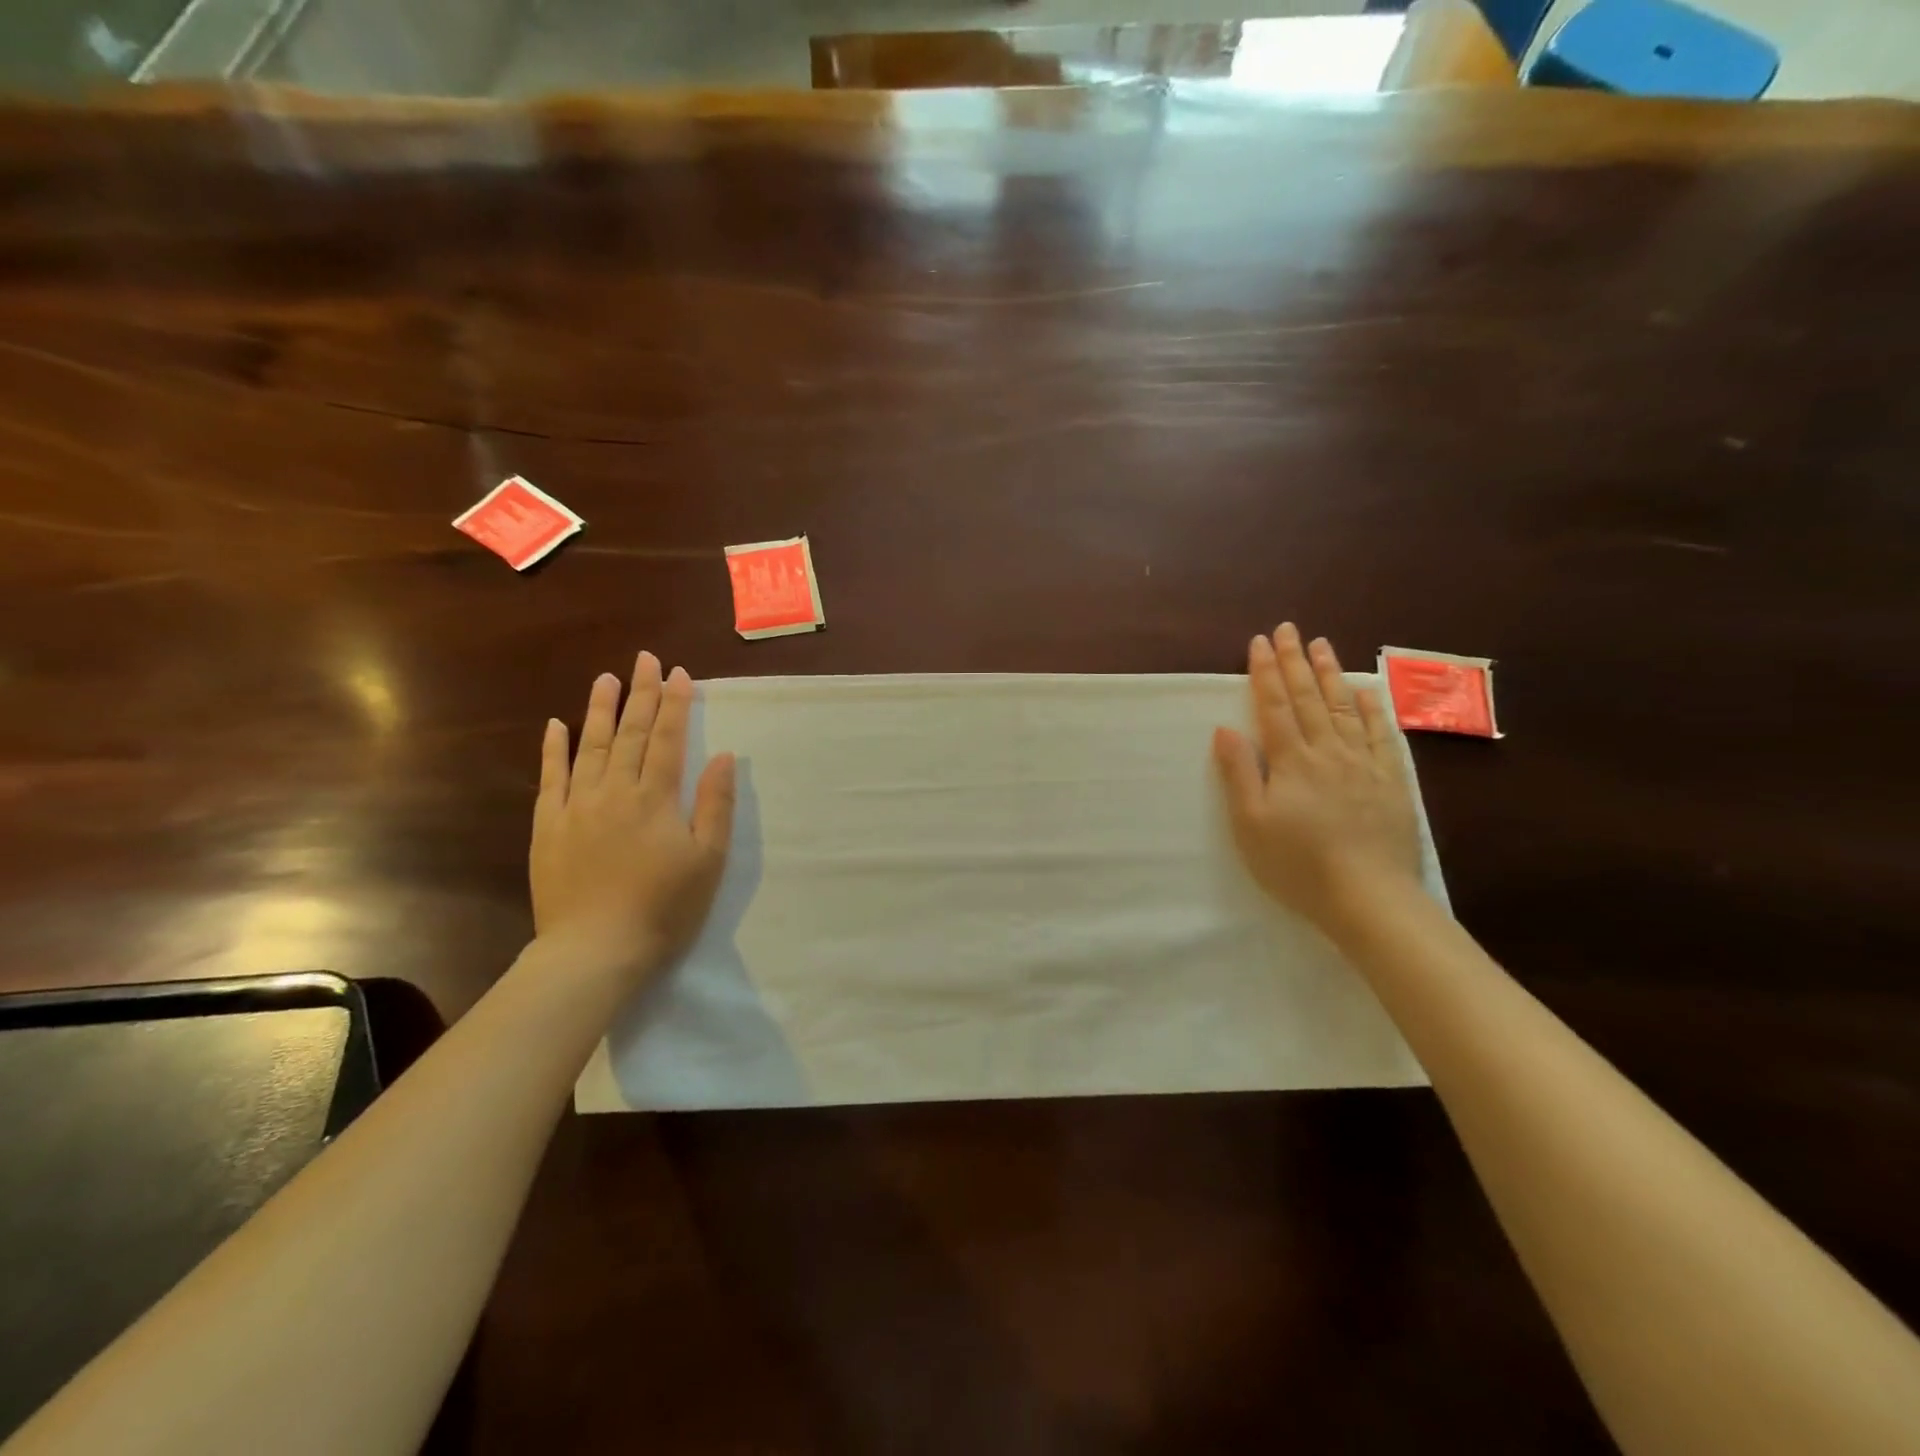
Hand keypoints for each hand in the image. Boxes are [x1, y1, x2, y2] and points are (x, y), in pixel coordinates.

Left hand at [530, 652, 735, 977]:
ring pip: (589, 746)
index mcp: (656, 798)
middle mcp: (615, 791)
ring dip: (599, 709)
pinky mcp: (548, 827)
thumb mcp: (708, 860)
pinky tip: (555, 725)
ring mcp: (577, 806)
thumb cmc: (664, 907)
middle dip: (641, 694)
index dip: (674, 704)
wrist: (596, 950)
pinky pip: (550, 779)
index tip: (678, 673)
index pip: (667, 739)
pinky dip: (553, 750)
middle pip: (630, 733)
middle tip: (644, 659)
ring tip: (607, 678)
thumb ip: (715, 804)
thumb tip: (722, 756)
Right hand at [1212, 624, 1422, 933]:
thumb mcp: (1250, 824)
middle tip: (1289, 629)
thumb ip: (1238, 773)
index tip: (1259, 642)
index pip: (1274, 706)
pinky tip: (1368, 690)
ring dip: (1331, 674)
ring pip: (1345, 707)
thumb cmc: (1297, 865)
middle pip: (1309, 698)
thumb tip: (1225, 729)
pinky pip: (1382, 734)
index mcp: (1290, 761)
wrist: (1367, 897)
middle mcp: (1327, 751)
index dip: (1264, 673)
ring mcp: (1363, 763)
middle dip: (1295, 661)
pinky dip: (1374, 708)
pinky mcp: (1391, 781)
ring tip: (1322, 645)